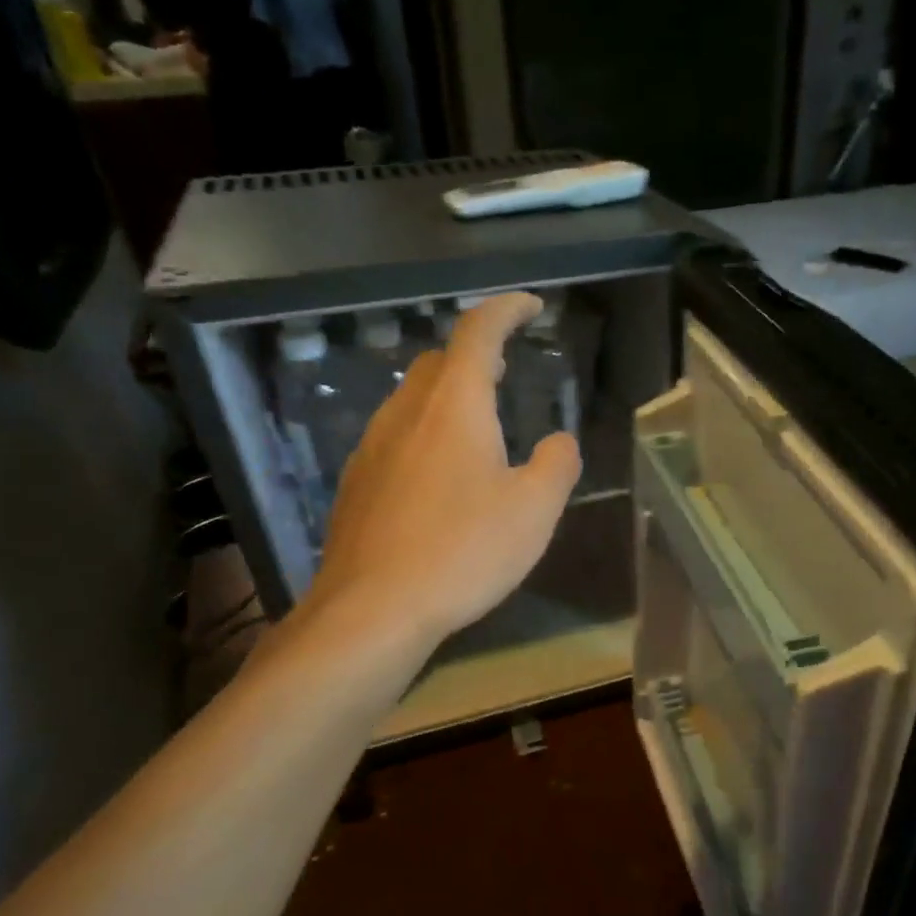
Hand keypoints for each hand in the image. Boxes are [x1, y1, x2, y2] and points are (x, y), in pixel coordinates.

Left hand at [296, 292, 580, 648]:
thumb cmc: (463, 552)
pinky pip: (395, 438)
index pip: (478, 332)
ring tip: (477, 426)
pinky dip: (424, 435)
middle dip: (475, 356)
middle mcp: (406, 413)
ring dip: (447, 397)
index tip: (531, 306)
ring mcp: (373, 447)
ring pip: (411, 400)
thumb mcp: (534, 511)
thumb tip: (559, 441)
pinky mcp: (357, 484)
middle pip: (438, 362)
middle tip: (506, 371)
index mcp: (454, 406)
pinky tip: (438, 478)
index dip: (506, 310)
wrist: (373, 609)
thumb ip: (556, 465)